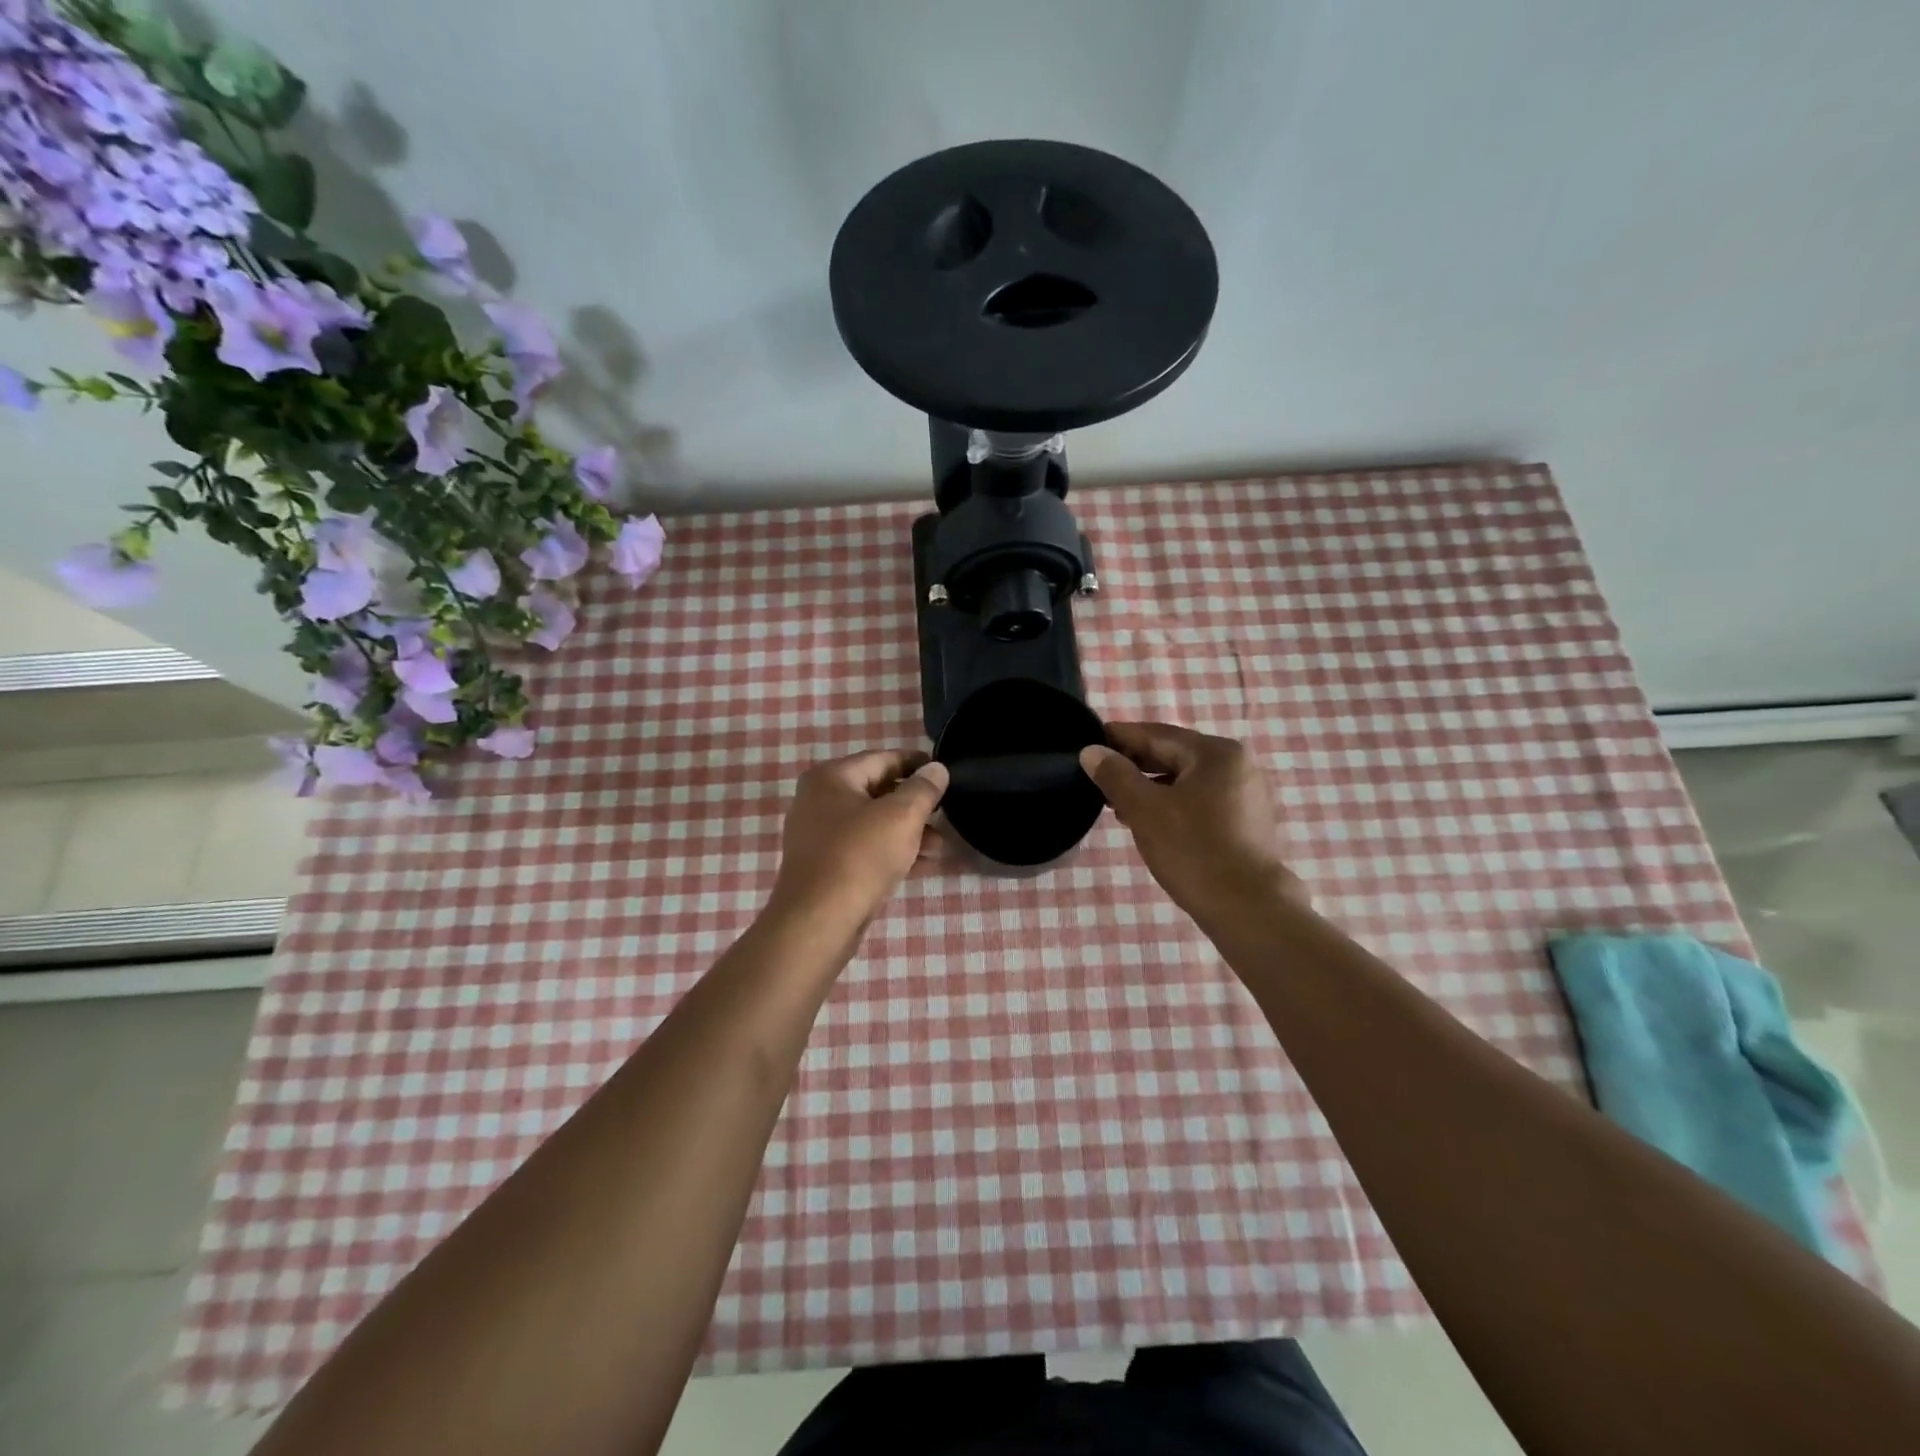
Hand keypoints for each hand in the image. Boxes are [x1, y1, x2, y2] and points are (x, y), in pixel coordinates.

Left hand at [768, 749, 948, 926]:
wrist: (818, 921)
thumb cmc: (860, 856)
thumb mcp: (901, 816)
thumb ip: (923, 788)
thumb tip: (937, 768)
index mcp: (831, 777)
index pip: (883, 759)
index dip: (917, 763)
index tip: (945, 773)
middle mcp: (819, 800)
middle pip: (877, 791)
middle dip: (915, 804)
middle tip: (946, 813)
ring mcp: (819, 834)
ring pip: (873, 823)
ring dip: (908, 831)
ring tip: (940, 846)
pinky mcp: (824, 865)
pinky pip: (864, 848)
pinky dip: (891, 851)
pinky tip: (922, 864)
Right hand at [1079, 722, 1305, 927]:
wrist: (1248, 909)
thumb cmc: (1193, 852)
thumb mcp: (1145, 810)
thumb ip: (1115, 775)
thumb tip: (1091, 751)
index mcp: (1216, 752)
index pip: (1156, 734)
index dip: (1119, 737)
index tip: (1088, 741)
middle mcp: (1237, 764)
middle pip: (1174, 754)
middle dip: (1134, 765)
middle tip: (1098, 777)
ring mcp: (1246, 793)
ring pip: (1186, 779)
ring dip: (1151, 787)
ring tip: (1117, 805)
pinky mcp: (1246, 820)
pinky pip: (1201, 799)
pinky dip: (1173, 803)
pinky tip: (1150, 821)